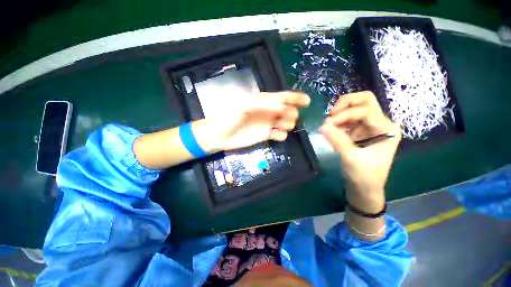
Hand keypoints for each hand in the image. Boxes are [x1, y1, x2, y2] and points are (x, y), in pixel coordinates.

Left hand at [201, 91, 309, 151]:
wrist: (220, 135)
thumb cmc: (228, 117)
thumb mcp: (243, 105)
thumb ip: (262, 103)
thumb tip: (282, 105)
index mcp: (262, 101)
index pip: (281, 97)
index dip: (295, 97)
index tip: (307, 101)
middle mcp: (267, 111)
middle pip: (287, 109)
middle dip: (291, 112)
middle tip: (287, 117)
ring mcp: (267, 124)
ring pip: (285, 122)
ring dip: (288, 123)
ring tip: (281, 126)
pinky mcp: (266, 135)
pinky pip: (279, 134)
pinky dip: (281, 135)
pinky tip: (276, 135)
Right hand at [319, 91, 400, 211]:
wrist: (364, 188)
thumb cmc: (364, 176)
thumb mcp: (351, 158)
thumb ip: (337, 140)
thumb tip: (322, 126)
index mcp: (387, 130)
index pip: (367, 110)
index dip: (345, 114)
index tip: (328, 124)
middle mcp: (380, 124)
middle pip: (365, 100)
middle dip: (345, 104)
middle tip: (330, 115)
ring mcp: (369, 126)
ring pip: (355, 107)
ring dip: (340, 113)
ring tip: (328, 125)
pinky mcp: (359, 131)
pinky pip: (347, 119)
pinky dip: (338, 121)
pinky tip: (331, 130)